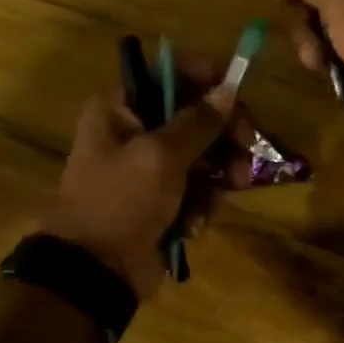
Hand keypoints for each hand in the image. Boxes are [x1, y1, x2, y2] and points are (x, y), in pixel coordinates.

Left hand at [41, 54, 255, 297]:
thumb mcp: (160, 156)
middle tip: (247, 150)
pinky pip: (199, 187)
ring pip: (205, 153)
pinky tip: (195, 222)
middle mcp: (136, 129)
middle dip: (225, 134)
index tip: (239, 95)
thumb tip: (229, 91)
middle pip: (196, 114)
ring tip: (231, 189)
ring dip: (221, 172)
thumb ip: (198, 122)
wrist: (96, 270)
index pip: (172, 72)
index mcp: (122, 107)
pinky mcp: (164, 199)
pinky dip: (203, 202)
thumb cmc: (121, 202)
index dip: (209, 78)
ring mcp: (151, 167)